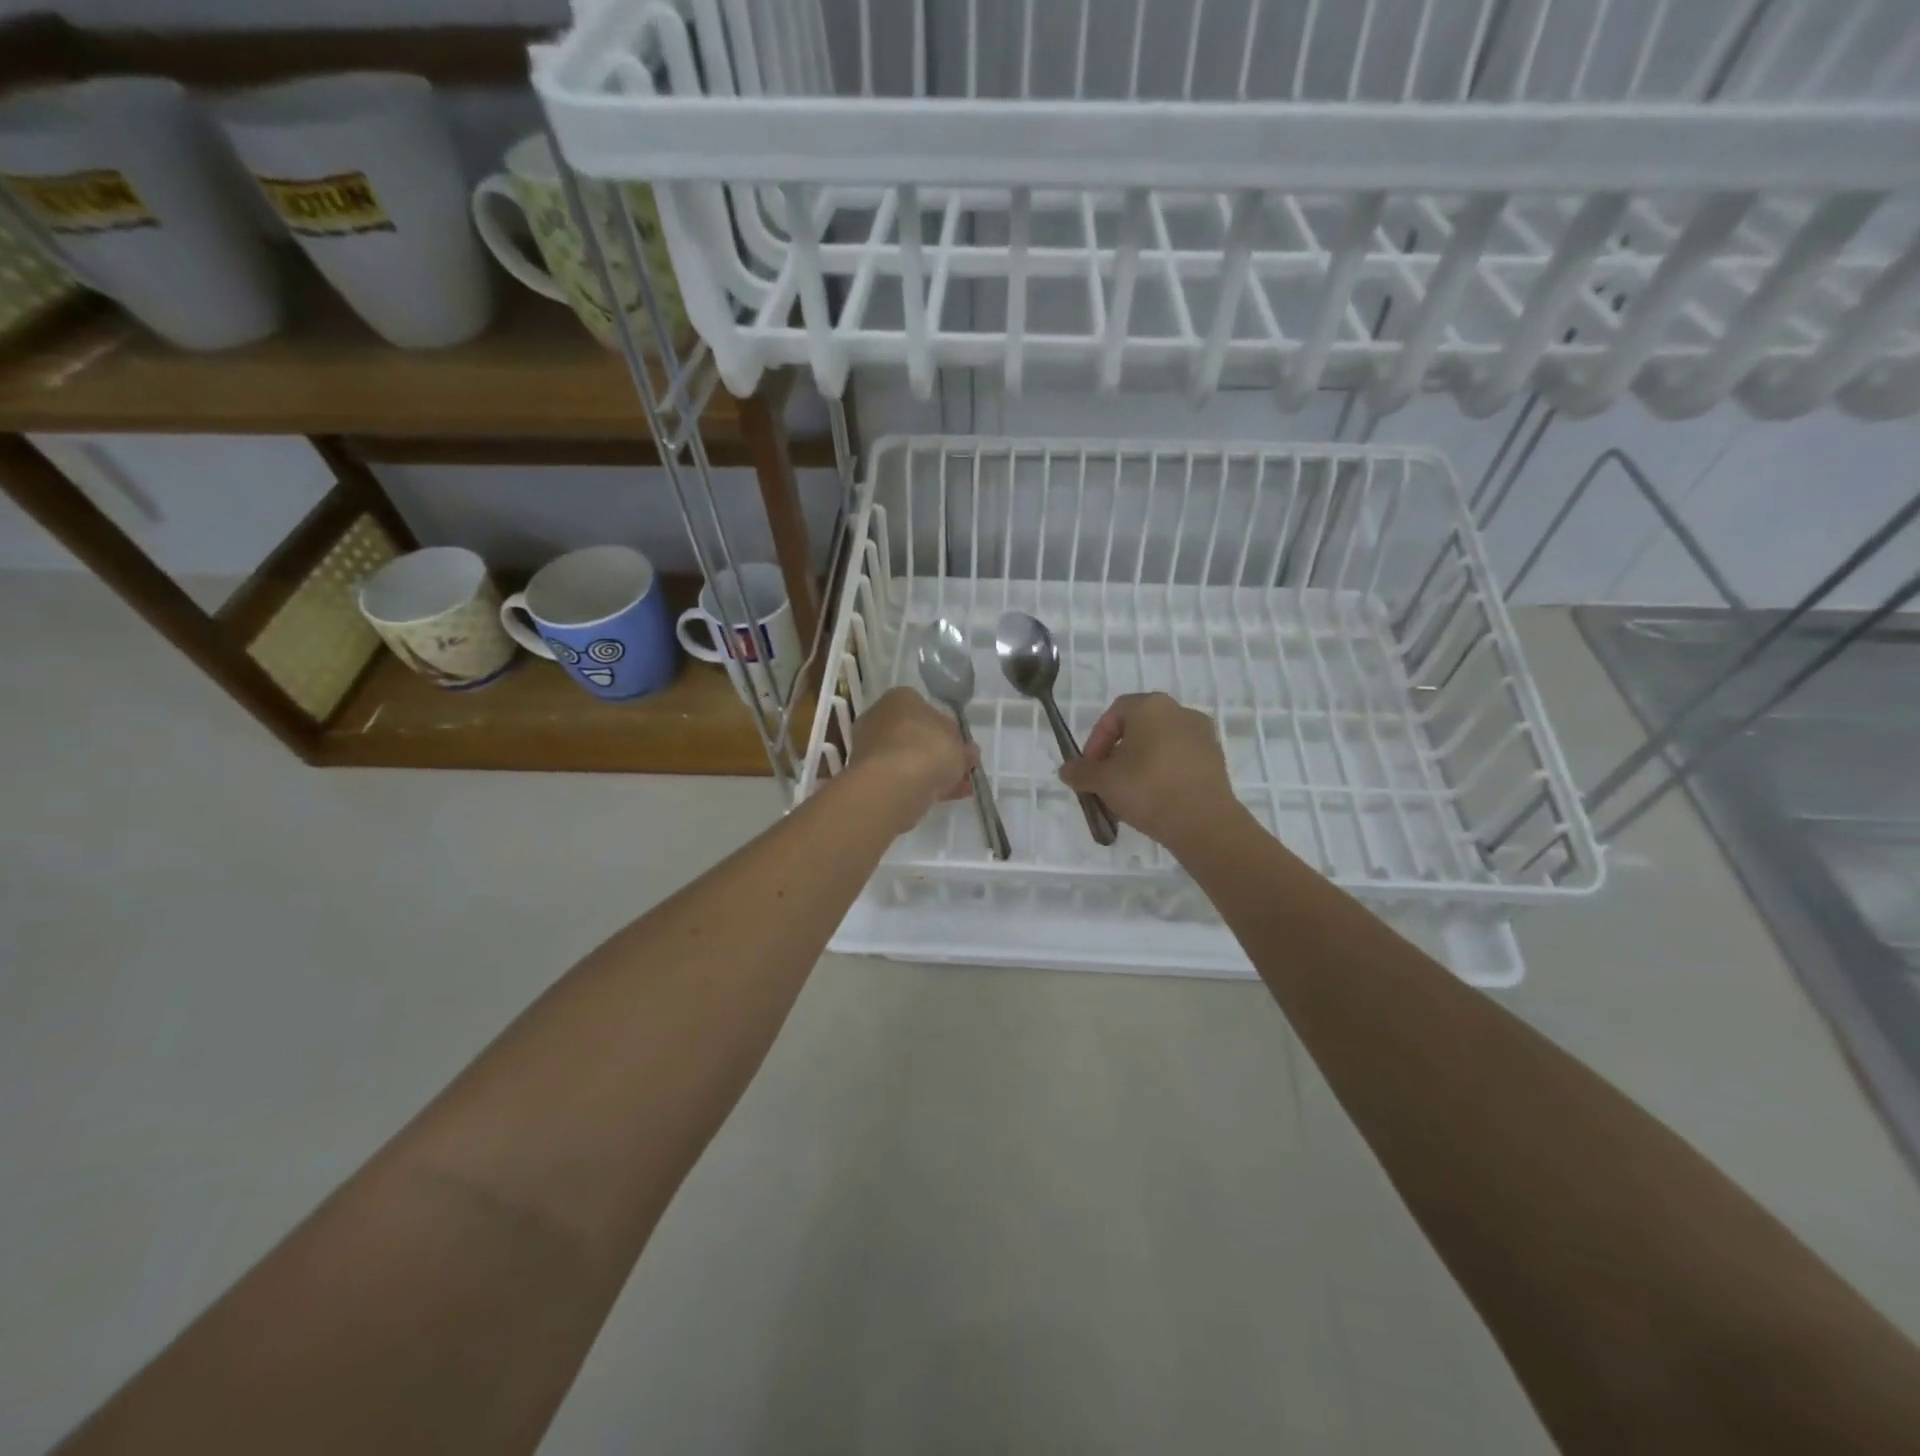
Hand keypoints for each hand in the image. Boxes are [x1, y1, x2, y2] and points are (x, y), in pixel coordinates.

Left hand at [847, 687, 978, 834]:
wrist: (893, 784)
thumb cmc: (929, 749)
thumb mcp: (959, 745)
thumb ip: (963, 748)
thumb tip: (966, 753)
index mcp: (900, 698)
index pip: (926, 709)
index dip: (947, 729)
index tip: (961, 747)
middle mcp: (879, 717)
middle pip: (915, 735)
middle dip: (939, 753)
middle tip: (961, 769)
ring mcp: (870, 747)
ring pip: (908, 759)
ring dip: (932, 772)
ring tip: (959, 788)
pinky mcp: (866, 776)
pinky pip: (900, 778)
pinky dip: (921, 786)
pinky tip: (944, 798)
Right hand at [1059, 693, 1236, 850]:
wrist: (1203, 823)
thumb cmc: (1148, 789)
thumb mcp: (1103, 781)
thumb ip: (1080, 772)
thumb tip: (1066, 770)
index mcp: (1152, 706)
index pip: (1114, 713)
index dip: (1096, 740)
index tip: (1090, 768)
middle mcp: (1180, 712)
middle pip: (1138, 729)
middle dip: (1117, 755)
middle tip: (1106, 782)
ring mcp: (1202, 736)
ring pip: (1159, 746)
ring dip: (1139, 765)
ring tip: (1129, 795)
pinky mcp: (1216, 760)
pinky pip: (1179, 761)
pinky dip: (1163, 774)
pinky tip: (1155, 801)